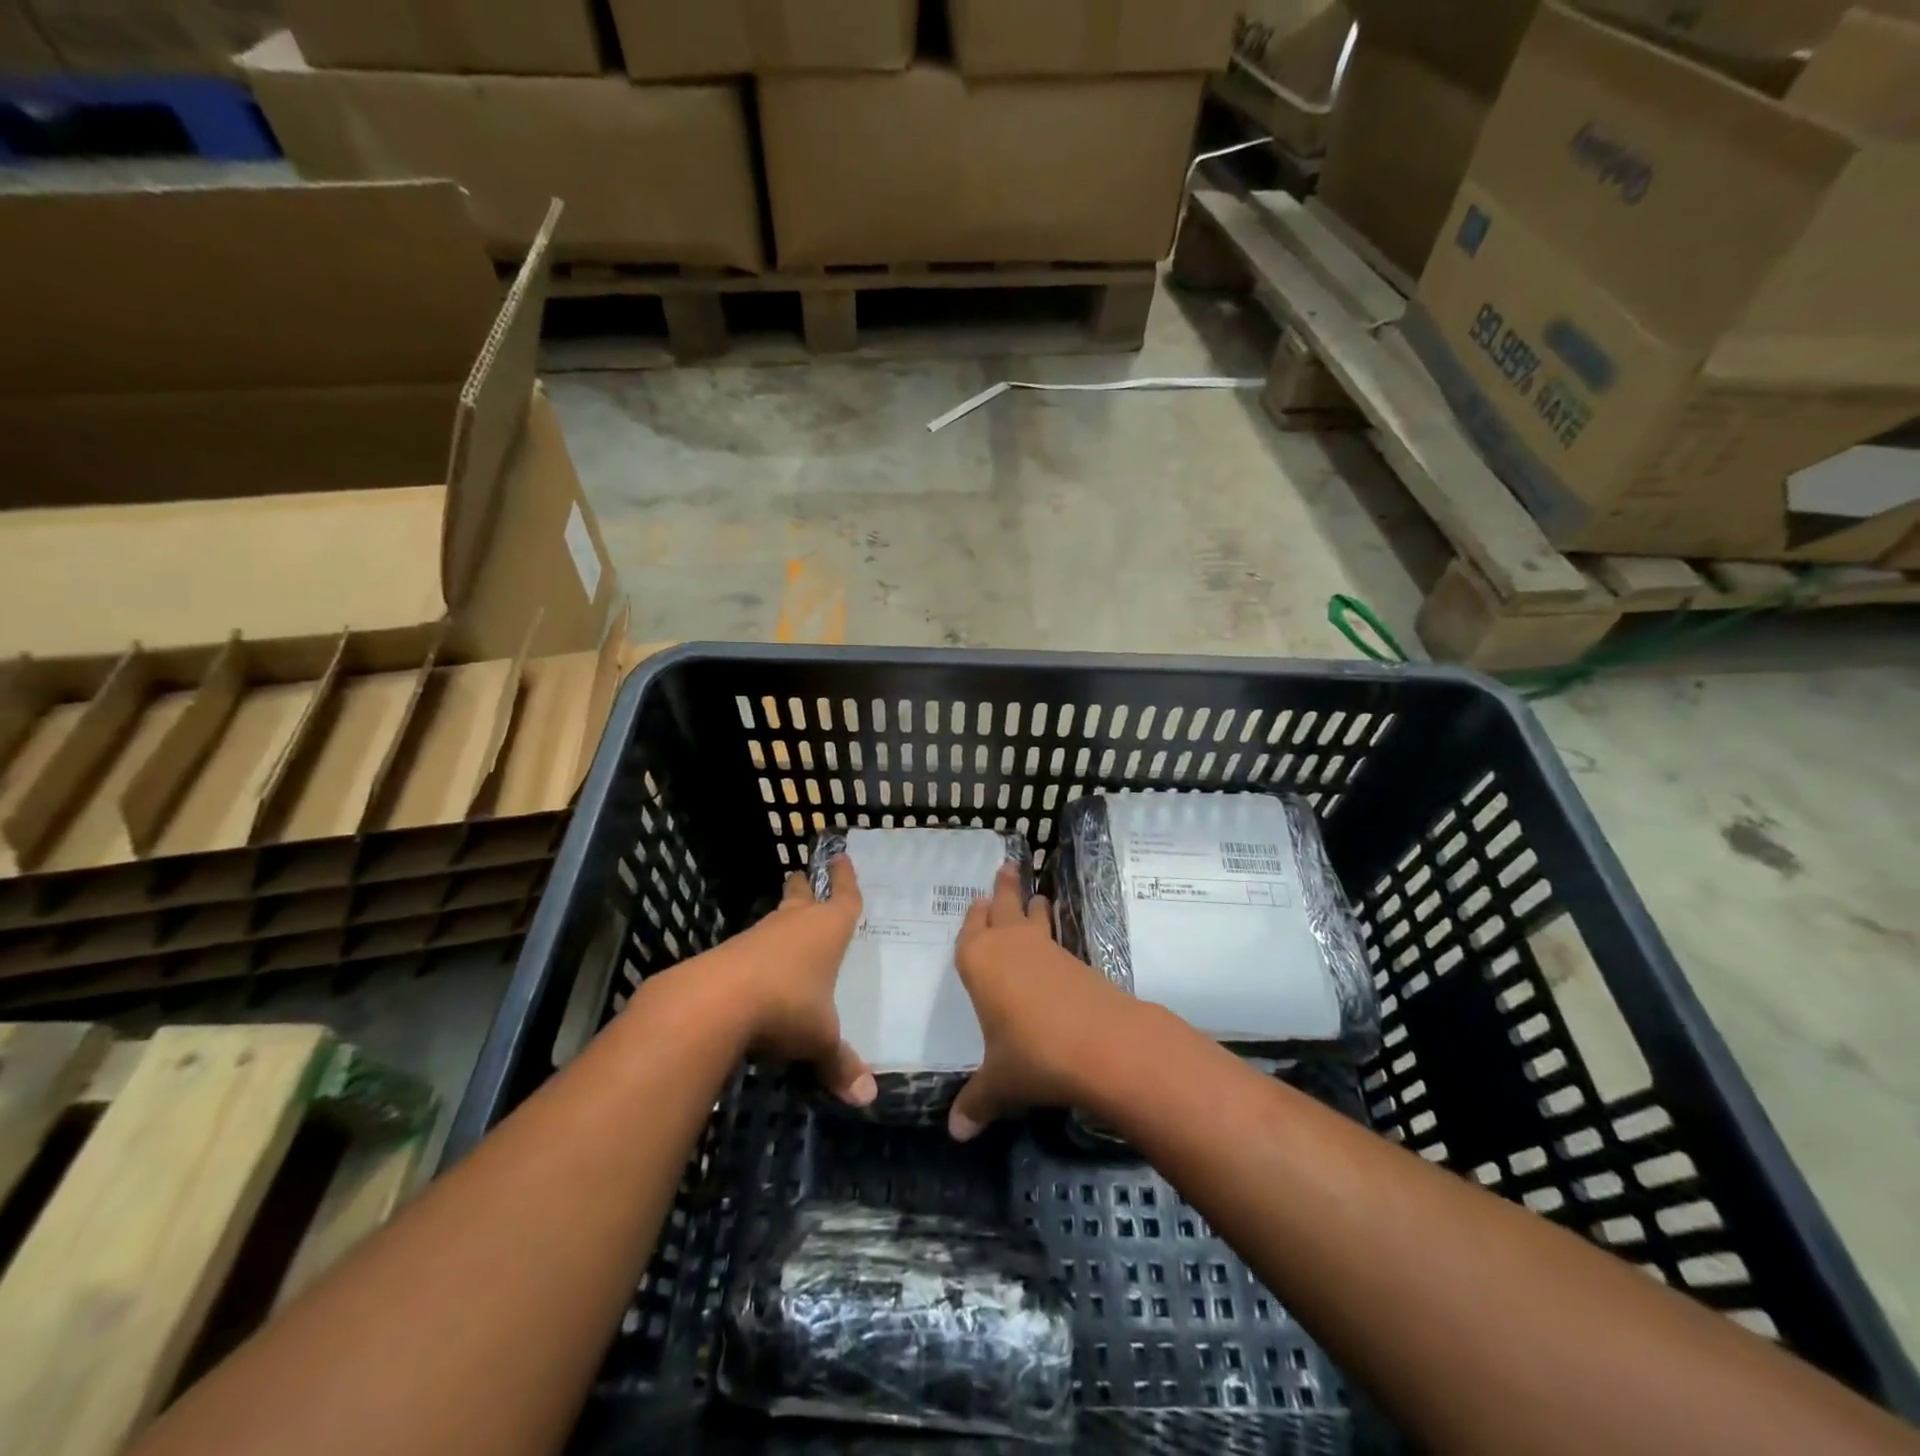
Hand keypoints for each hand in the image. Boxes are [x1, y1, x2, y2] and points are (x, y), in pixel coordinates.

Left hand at [716, 856, 875, 1107]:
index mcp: (827, 931)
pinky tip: (756, 972)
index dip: (846, 879)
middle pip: (801, 896)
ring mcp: (757, 937)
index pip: (844, 898)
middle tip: (802, 876)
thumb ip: (840, 1064)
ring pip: (774, 921)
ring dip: (780, 921)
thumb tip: (867, 1098)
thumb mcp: (820, 1039)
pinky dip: (756, 954)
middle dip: (805, 887)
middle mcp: (794, 925)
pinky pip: (750, 948)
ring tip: (785, 925)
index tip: (840, 857)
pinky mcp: (726, 955)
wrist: (713, 1003)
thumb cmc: (786, 1008)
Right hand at [948, 862, 1139, 1141]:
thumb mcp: (999, 1083)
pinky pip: (1056, 939)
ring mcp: (1046, 950)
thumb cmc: (1032, 1055)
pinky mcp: (1076, 962)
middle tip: (1008, 866)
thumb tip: (956, 1133)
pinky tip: (1055, 946)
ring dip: (1033, 906)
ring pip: (1035, 918)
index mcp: (979, 963)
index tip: (977, 900)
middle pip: (1004, 908)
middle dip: (1005, 888)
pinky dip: (1053, 935)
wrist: (1101, 1043)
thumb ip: (976, 1103)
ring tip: (1037, 896)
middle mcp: (1009, 946)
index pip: (971, 930)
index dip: (974, 917)